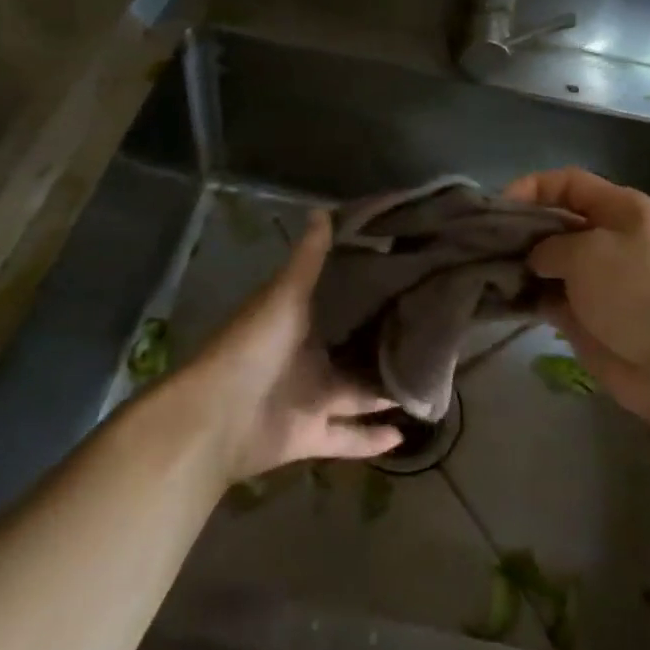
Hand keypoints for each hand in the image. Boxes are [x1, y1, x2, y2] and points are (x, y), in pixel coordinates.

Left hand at [187, 210, 403, 481]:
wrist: (217, 416)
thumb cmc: (253, 345)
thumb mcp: (285, 295)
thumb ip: (308, 259)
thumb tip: (324, 210)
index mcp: (299, 321)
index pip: (341, 302)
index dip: (369, 292)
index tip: (407, 279)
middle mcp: (308, 357)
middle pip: (354, 349)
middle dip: (385, 343)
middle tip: (432, 332)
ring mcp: (310, 398)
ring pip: (358, 394)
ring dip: (386, 391)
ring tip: (430, 381)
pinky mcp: (312, 435)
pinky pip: (349, 437)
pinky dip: (372, 440)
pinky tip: (405, 436)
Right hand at [503, 168, 649, 424]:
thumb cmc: (637, 292)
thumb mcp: (588, 252)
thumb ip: (549, 245)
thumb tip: (534, 259)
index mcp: (619, 210)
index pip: (568, 183)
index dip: (532, 187)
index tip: (498, 206)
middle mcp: (606, 238)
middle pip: (553, 221)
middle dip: (518, 228)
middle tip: (480, 240)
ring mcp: (595, 279)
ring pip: (545, 261)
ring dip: (517, 264)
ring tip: (481, 268)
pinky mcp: (584, 315)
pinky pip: (546, 296)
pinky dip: (524, 296)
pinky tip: (497, 297)